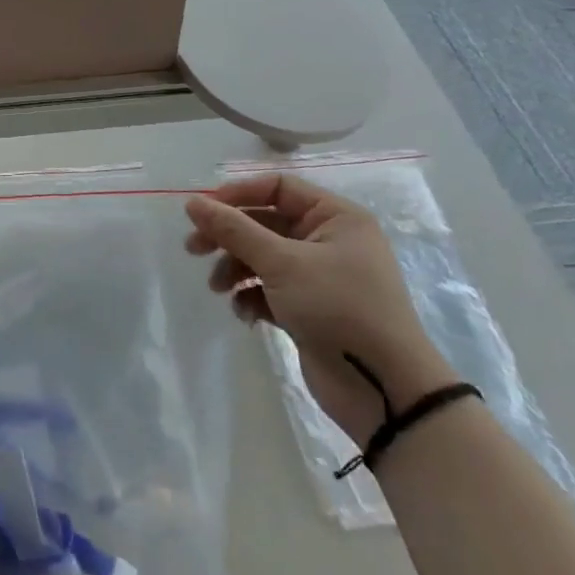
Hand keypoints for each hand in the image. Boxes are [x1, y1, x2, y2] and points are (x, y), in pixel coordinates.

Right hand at [185, 173, 454, 444]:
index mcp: (336, 217)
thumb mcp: (282, 262)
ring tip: (218, 289)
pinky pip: (270, 289)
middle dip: (229, 237)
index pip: (278, 187)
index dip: (238, 194)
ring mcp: (319, 276)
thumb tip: (192, 202)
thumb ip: (234, 230)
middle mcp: (329, 240)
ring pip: (263, 257)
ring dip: (236, 269)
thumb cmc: (338, 308)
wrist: (382, 388)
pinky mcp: (309, 307)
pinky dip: (252, 296)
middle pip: (265, 223)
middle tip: (194, 249)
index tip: (203, 211)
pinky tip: (244, 313)